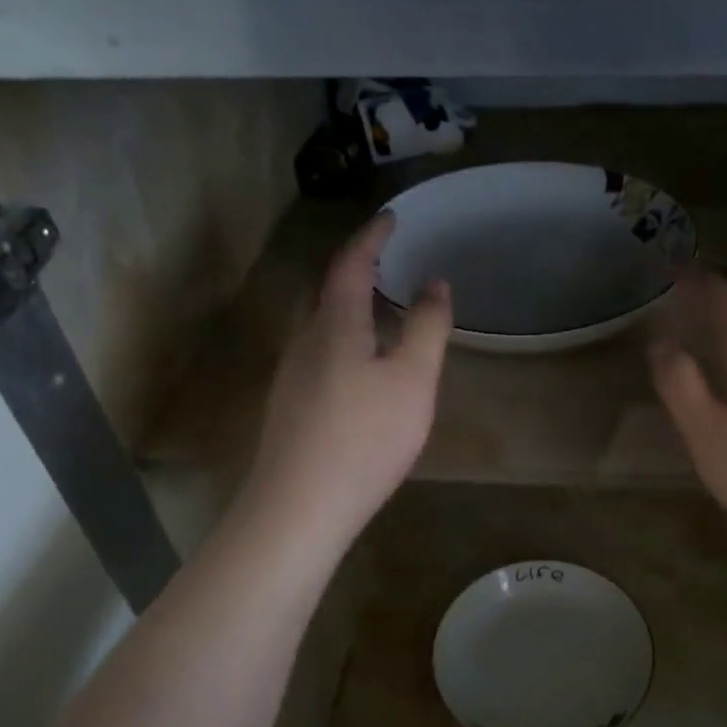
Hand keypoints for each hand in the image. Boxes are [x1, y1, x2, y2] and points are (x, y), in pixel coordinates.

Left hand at [242, 213, 452, 554]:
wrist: (299, 509)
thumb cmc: (364, 439)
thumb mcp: (412, 381)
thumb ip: (427, 328)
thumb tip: (435, 283)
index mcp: (335, 326)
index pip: (351, 265)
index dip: (372, 238)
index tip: (391, 217)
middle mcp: (305, 342)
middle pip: (332, 294)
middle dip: (360, 272)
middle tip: (391, 263)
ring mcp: (293, 377)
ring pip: (325, 328)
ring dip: (353, 310)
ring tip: (385, 313)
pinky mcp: (291, 408)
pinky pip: (322, 356)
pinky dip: (347, 342)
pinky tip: (364, 371)